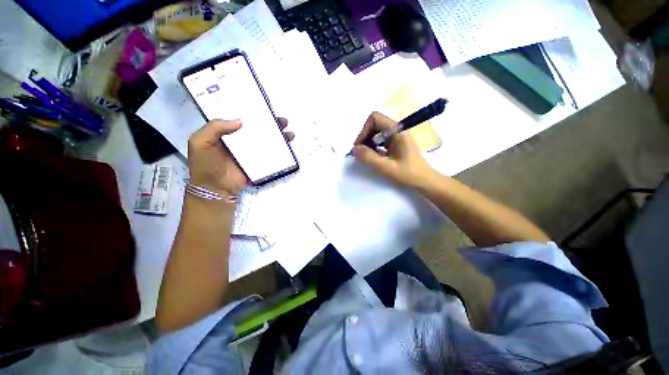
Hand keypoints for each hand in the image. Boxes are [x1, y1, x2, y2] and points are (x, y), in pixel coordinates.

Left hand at [188, 118, 293, 194]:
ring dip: (278, 135)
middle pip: (258, 128)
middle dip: (271, 123)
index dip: (251, 110)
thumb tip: (240, 121)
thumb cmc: (205, 164)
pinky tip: (288, 146)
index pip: (240, 117)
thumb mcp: (200, 142)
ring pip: (267, 139)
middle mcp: (240, 139)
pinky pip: (270, 153)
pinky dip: (279, 149)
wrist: (215, 188)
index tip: (264, 105)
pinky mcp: (258, 161)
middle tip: (282, 120)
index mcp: (226, 132)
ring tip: (289, 132)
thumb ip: (215, 128)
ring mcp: (251, 151)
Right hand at [352, 112, 435, 188]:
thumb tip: (354, 149)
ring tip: (366, 156)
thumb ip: (369, 157)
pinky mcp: (396, 144)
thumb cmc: (408, 174)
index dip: (364, 130)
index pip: (375, 118)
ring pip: (377, 132)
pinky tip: (374, 157)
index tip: (360, 146)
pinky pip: (380, 140)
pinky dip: (373, 146)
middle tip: (361, 152)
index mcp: (397, 131)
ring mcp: (397, 137)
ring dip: (368, 142)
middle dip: (365, 137)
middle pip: (375, 124)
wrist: (425, 181)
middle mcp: (397, 130)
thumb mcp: (387, 167)